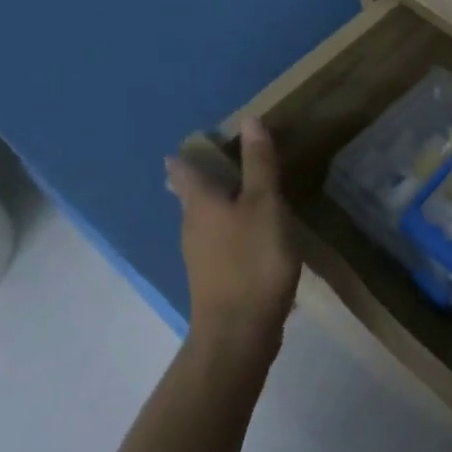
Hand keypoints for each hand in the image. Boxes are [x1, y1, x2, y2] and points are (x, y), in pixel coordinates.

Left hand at [164, 117, 300, 367]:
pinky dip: (230, 231)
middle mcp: (192, 226)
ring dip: (217, 206)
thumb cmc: (253, 259)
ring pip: (203, 220)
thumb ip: (259, 165)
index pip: (185, 169)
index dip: (187, 155)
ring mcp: (200, 256)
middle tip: (216, 164)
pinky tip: (249, 237)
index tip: (194, 143)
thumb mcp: (265, 205)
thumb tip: (249, 121)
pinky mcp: (214, 279)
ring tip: (239, 195)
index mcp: (201, 203)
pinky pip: (218, 243)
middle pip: (190, 196)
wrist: (239, 330)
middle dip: (199, 180)